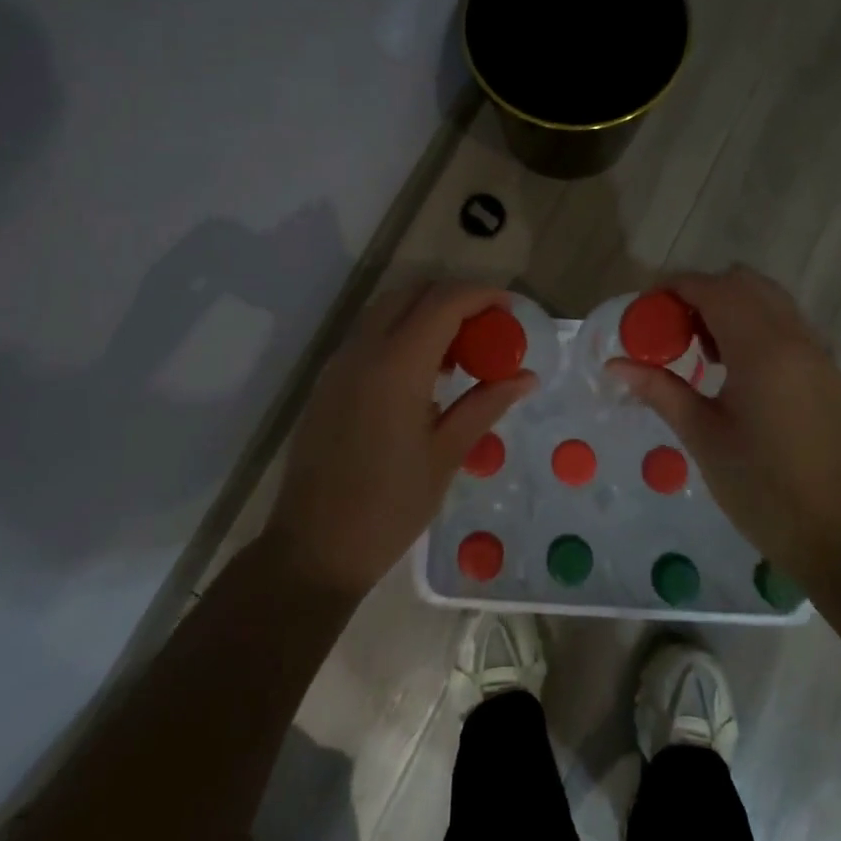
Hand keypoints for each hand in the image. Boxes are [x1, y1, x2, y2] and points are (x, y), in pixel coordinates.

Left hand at [268, 281, 537, 596]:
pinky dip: (402, 332)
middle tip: (488, 326)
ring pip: (388, 309)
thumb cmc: (389, 507)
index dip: (482, 294)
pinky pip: (370, 335)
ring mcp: (339, 363)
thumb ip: (486, 405)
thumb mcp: (447, 455)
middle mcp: (363, 351)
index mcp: (396, 367)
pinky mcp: (328, 380)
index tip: (511, 308)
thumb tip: (526, 377)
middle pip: (413, 292)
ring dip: (426, 312)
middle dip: (454, 296)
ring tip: (461, 350)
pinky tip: (425, 373)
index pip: (443, 302)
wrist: (314, 548)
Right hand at [610, 265, 840, 583]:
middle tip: (672, 328)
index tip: (645, 307)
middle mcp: (794, 337)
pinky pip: (786, 323)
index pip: (713, 289)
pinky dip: (756, 323)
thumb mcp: (702, 436)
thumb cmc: (760, 487)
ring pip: (769, 299)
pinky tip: (735, 367)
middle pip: (744, 282)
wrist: (835, 532)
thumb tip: (615, 366)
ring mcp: (816, 352)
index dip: (675, 287)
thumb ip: (659, 390)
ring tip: (701, 348)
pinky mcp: (827, 370)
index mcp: (761, 350)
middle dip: (702, 292)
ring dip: (731, 305)